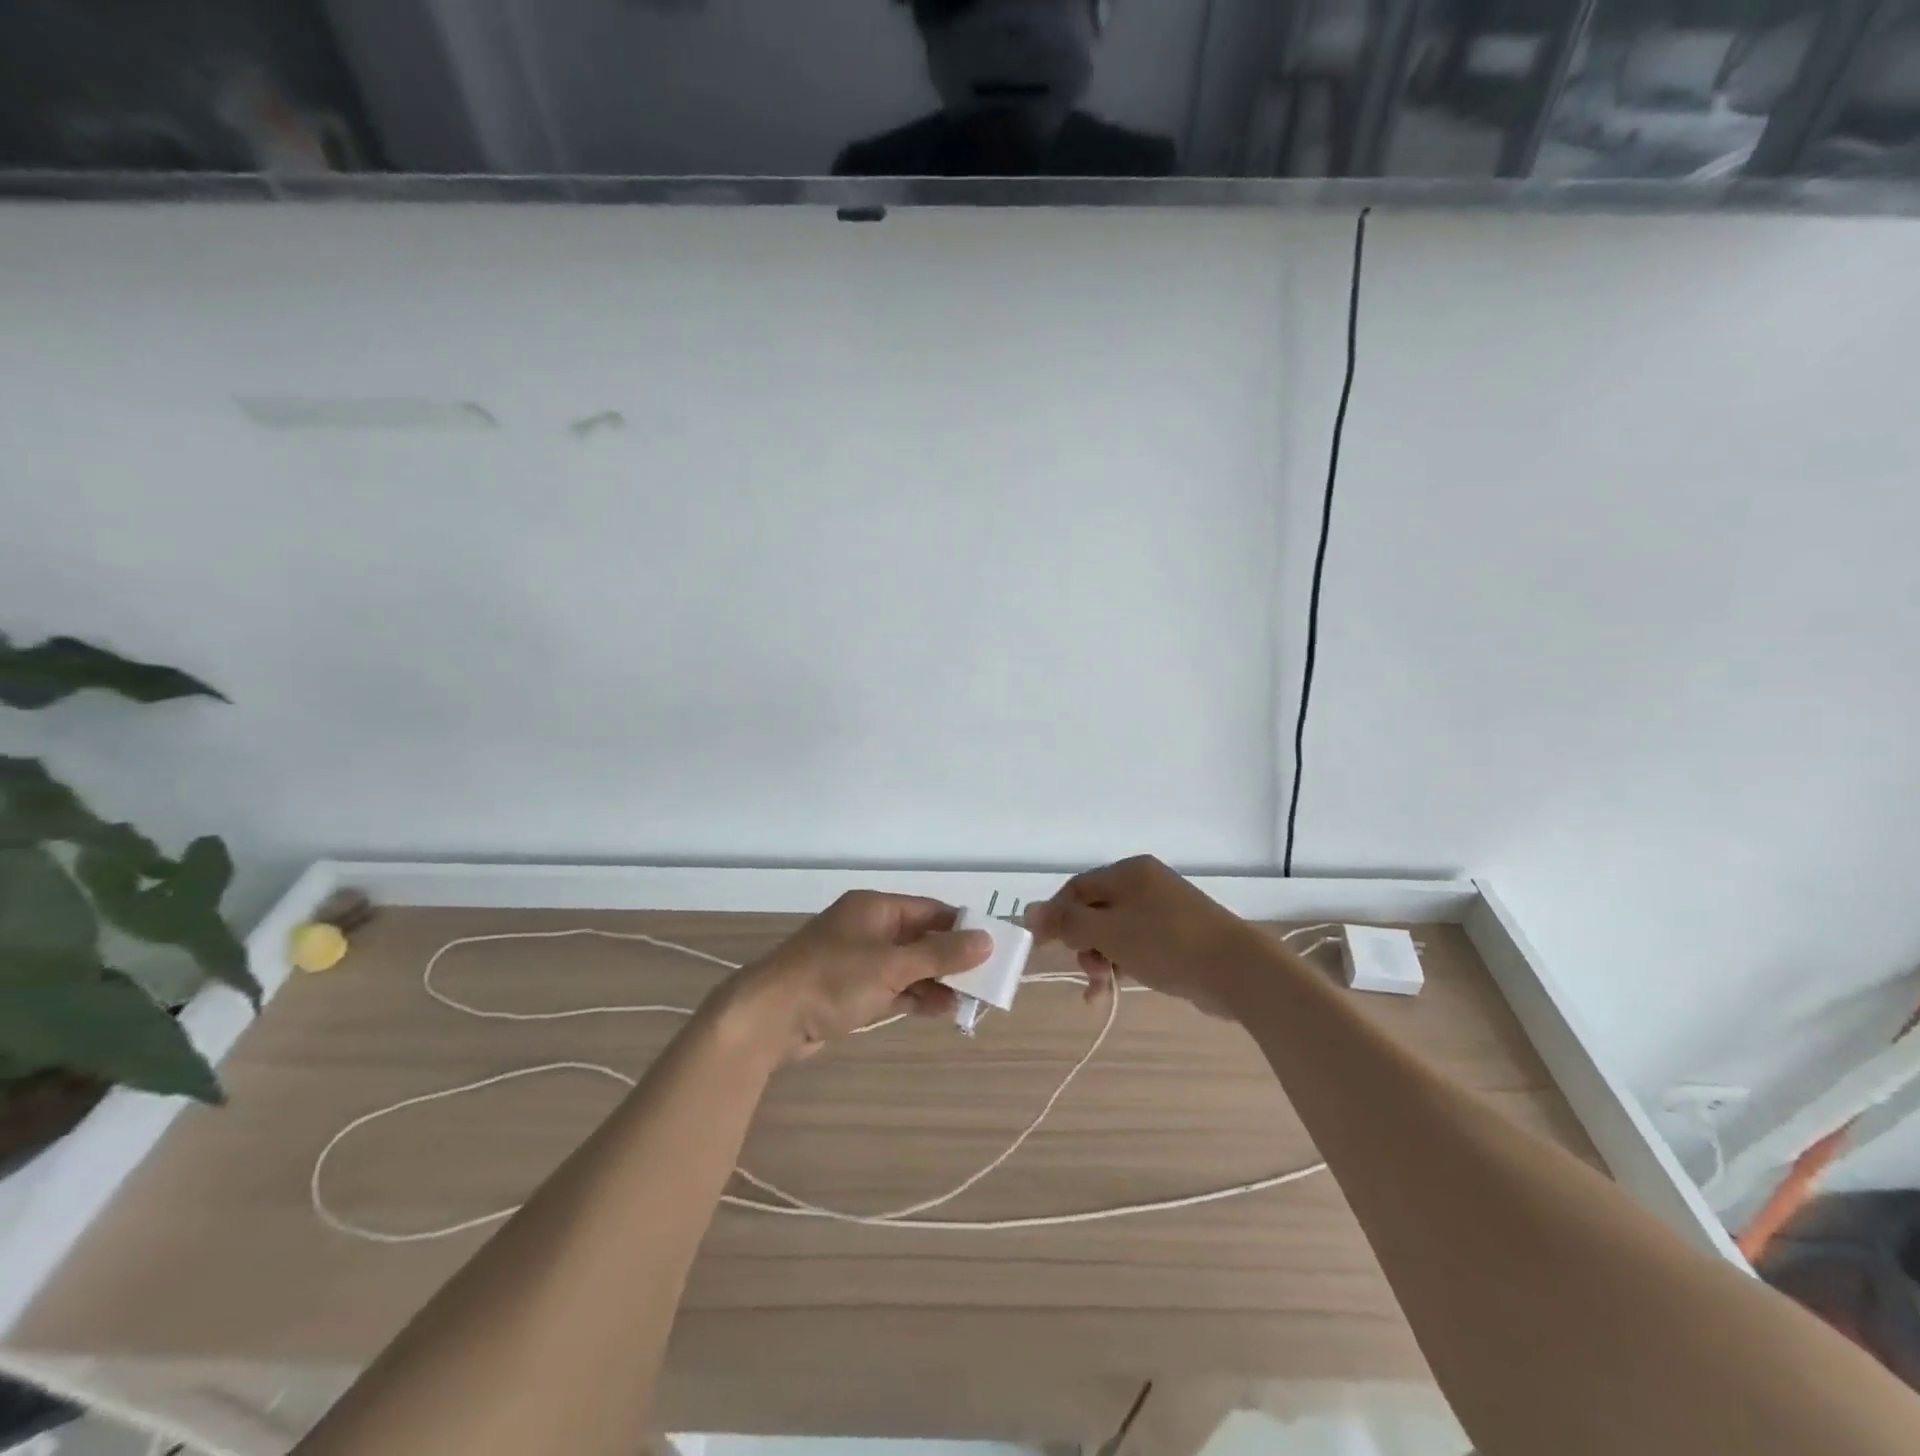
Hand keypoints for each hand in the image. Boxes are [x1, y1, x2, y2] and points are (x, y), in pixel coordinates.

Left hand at [718, 891, 991, 1062]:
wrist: (767, 1019)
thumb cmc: (830, 980)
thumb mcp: (890, 965)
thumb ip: (939, 954)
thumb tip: (986, 939)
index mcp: (875, 908)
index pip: (930, 911)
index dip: (962, 927)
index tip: (994, 947)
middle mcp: (869, 929)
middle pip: (922, 939)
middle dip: (953, 959)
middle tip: (988, 979)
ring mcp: (860, 962)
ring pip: (910, 967)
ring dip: (939, 981)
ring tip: (973, 1001)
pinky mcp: (852, 992)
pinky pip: (895, 988)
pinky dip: (917, 997)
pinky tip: (944, 1010)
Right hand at [1025, 855, 1262, 1017]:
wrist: (1239, 971)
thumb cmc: (1167, 943)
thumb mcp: (1109, 931)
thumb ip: (1067, 921)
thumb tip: (1028, 911)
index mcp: (1129, 872)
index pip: (1077, 888)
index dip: (1054, 916)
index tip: (1040, 946)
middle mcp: (1145, 885)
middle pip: (1095, 910)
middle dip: (1081, 943)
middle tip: (1084, 969)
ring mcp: (1164, 911)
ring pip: (1114, 932)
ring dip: (1099, 960)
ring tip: (1099, 989)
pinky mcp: (1177, 938)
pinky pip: (1136, 947)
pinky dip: (1121, 965)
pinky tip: (1109, 993)